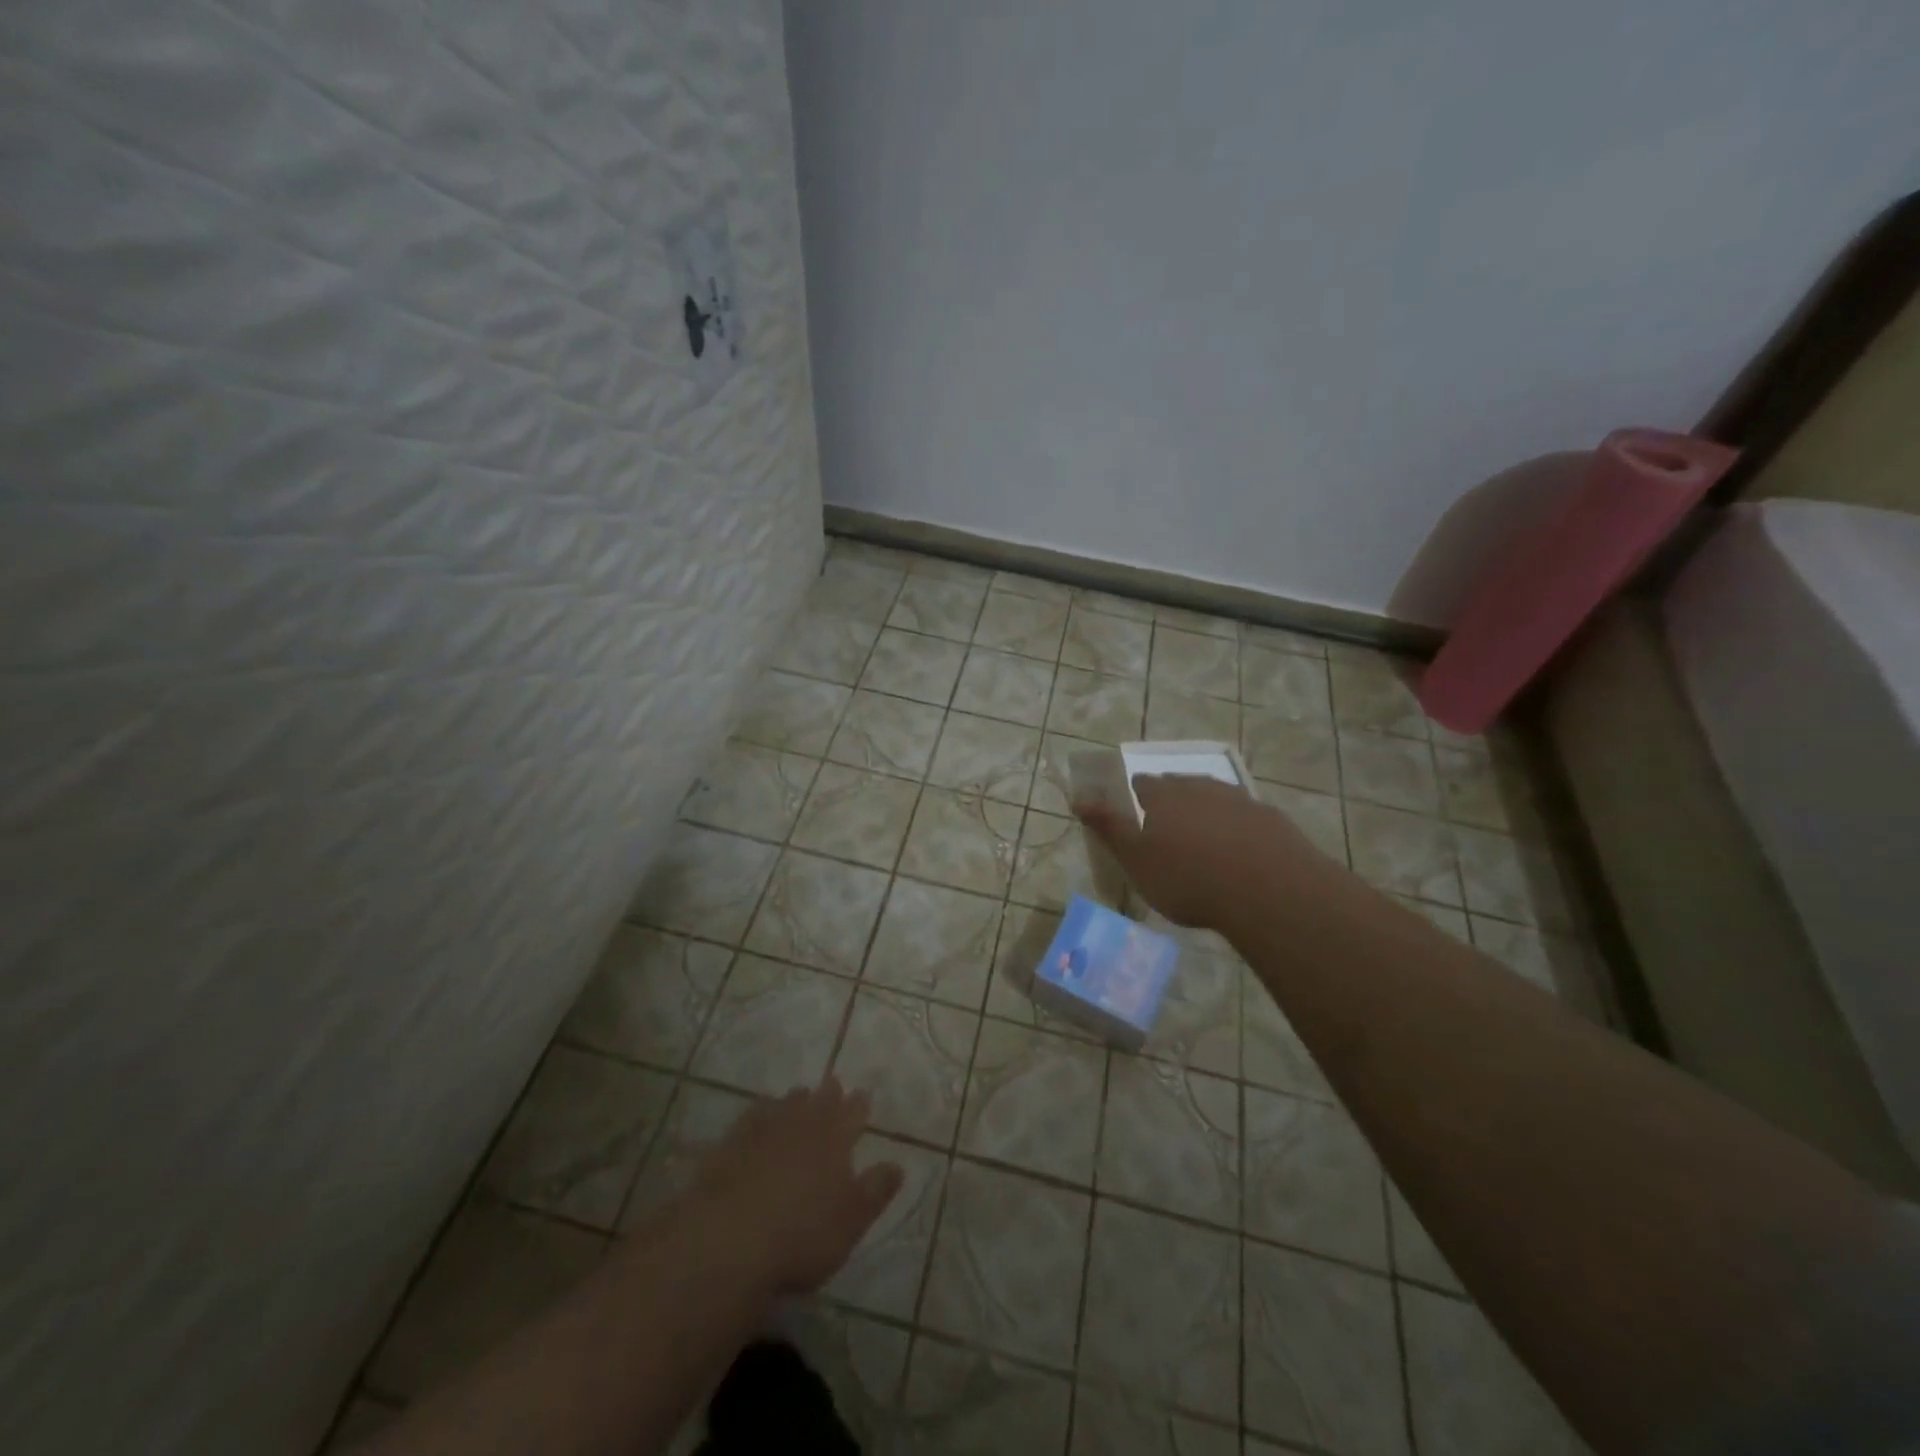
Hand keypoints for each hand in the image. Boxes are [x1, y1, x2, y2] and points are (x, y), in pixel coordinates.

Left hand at [684, 1076, 903, 1295]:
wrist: (729, 1239)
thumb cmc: (802, 1234)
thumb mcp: (851, 1221)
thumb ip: (876, 1191)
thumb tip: (898, 1164)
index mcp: (835, 1139)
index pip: (853, 1114)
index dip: (859, 1105)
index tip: (863, 1096)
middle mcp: (803, 1124)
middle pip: (820, 1101)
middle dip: (829, 1094)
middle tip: (833, 1085)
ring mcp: (765, 1128)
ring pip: (786, 1103)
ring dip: (796, 1099)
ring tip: (800, 1095)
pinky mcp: (732, 1141)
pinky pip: (752, 1115)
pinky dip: (761, 1110)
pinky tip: (759, 1112)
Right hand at [1074, 773, 1324, 930]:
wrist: (1268, 891)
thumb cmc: (1188, 878)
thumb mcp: (1136, 860)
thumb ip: (1108, 827)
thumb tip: (1077, 798)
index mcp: (1162, 795)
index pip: (1141, 783)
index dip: (1135, 798)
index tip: (1135, 819)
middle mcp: (1199, 787)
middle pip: (1178, 786)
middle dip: (1169, 803)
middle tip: (1167, 835)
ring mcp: (1238, 799)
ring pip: (1213, 798)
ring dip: (1204, 813)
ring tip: (1203, 845)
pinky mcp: (1270, 818)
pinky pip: (1245, 817)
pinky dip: (1236, 829)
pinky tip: (1239, 855)